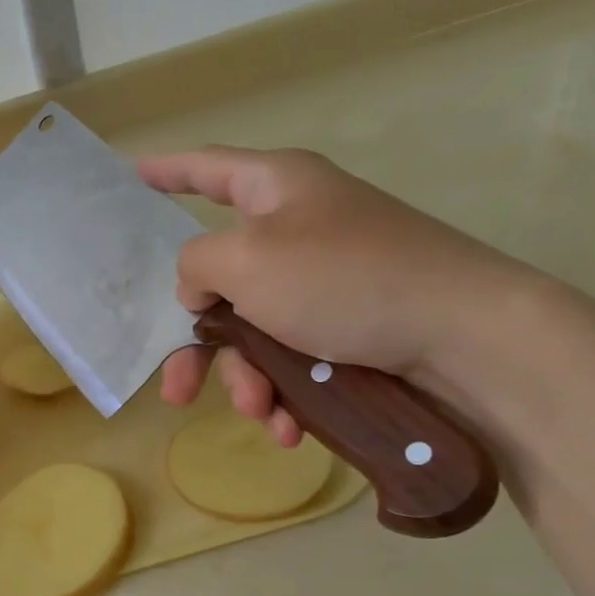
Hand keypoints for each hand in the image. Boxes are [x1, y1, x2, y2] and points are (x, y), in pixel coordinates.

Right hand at [136, 147, 528, 444]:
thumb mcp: (247, 261)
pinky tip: (289, 426)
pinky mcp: (349, 325)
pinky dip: (285, 390)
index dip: (163, 172)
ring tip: (261, 410)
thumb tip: (201, 287)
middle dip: (199, 345)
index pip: (204, 169)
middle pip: (220, 280)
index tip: (129, 175)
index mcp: (275, 188)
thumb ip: (197, 264)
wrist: (465, 336)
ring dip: (247, 378)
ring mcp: (324, 280)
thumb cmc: (344, 279)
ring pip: (255, 331)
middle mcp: (297, 228)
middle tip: (175, 391)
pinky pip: (294, 355)